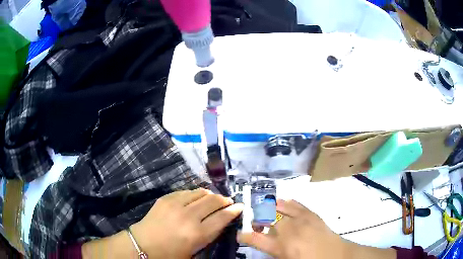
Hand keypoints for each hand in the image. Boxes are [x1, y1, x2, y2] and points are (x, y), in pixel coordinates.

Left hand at [131, 188, 243, 258]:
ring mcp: (176, 204)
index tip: (240, 206)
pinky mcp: (166, 198)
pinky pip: (186, 191)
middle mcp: (189, 216)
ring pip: (201, 192)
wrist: (144, 245)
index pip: (223, 217)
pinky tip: (196, 198)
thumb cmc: (171, 253)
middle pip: (214, 201)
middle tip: (228, 202)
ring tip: (213, 199)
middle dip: (225, 200)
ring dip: (210, 195)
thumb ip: (210, 234)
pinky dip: (195, 194)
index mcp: (198, 234)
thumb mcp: (196, 250)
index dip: (234, 210)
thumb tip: (221, 220)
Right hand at [239, 200, 395, 258]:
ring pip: (280, 208)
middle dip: (257, 220)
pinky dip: (287, 202)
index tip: (239, 234)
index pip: (255, 239)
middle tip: (255, 222)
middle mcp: (288, 231)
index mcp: (281, 247)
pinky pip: (296, 204)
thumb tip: (266, 245)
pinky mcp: (311, 214)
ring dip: (270, 207)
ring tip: (264, 206)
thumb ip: (275, 253)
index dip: (244, 236)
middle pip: (267, 220)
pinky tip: (282, 201)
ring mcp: (301, 220)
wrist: (336, 256)